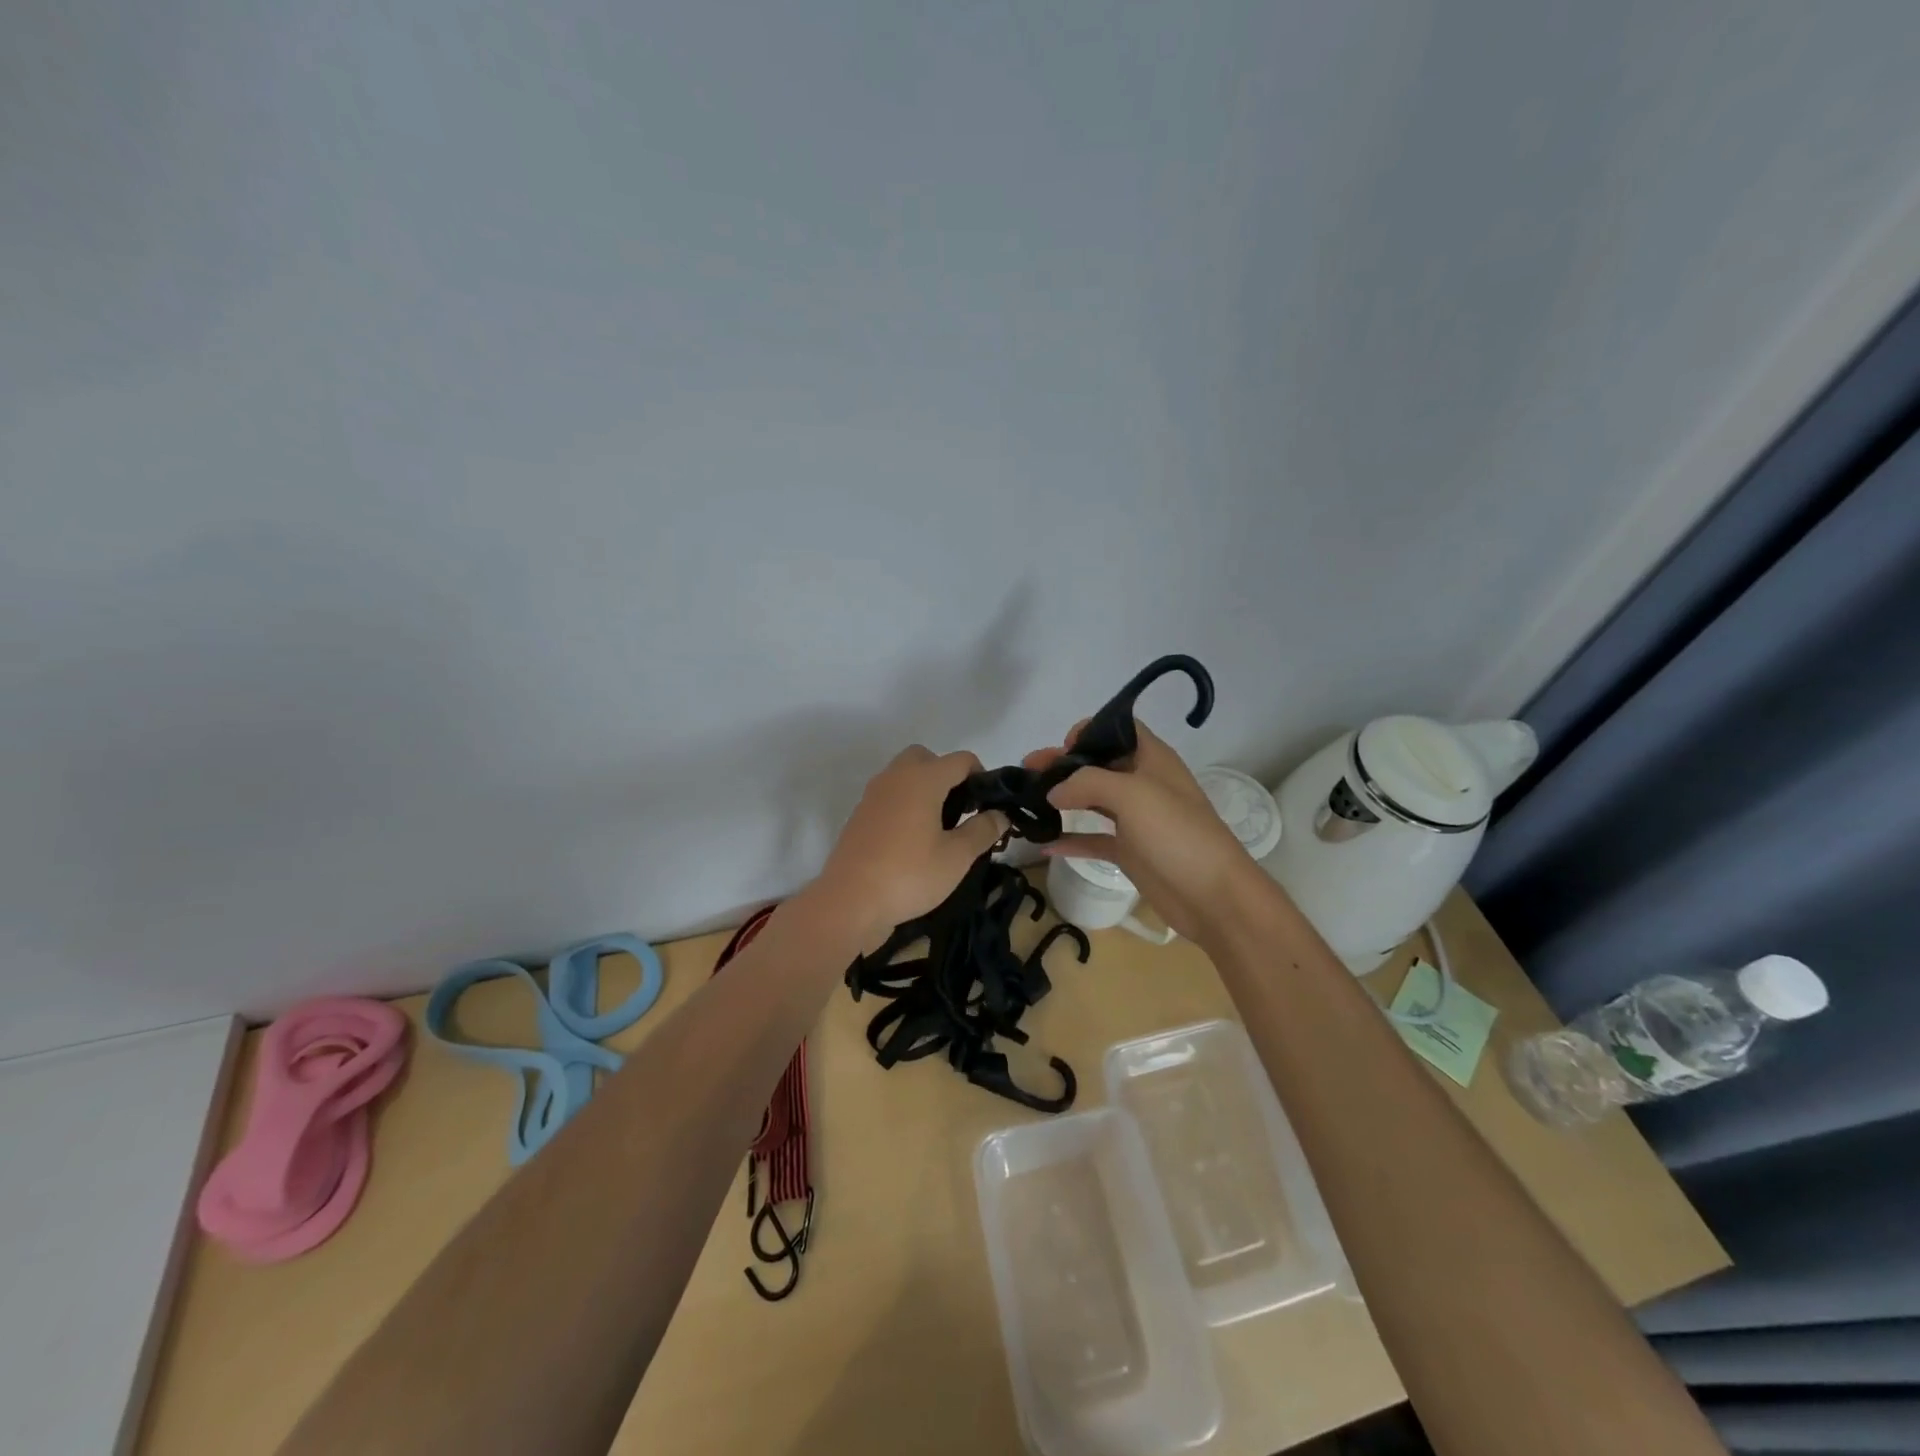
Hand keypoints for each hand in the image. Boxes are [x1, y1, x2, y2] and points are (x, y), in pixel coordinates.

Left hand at [814, 746, 1008, 944]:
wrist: (850, 902)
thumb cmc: (910, 875)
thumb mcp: (957, 857)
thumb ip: (983, 830)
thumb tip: (1000, 814)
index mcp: (922, 779)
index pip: (961, 760)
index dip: (981, 777)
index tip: (988, 806)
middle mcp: (895, 777)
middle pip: (926, 758)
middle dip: (947, 776)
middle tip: (960, 811)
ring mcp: (873, 795)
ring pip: (904, 776)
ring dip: (924, 790)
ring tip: (939, 828)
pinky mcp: (860, 816)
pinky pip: (889, 797)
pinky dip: (905, 805)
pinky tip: (913, 840)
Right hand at [1023, 720, 1258, 947]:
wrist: (1213, 896)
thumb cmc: (1176, 833)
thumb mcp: (1132, 794)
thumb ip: (1087, 783)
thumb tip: (1053, 791)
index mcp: (1152, 759)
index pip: (1119, 729)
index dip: (1089, 731)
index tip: (1062, 748)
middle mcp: (1143, 783)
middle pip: (1098, 764)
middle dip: (1063, 765)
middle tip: (1027, 771)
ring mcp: (1136, 819)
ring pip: (1092, 800)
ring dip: (1062, 798)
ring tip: (1026, 800)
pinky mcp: (1130, 852)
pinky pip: (1093, 839)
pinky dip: (1070, 840)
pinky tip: (1043, 843)